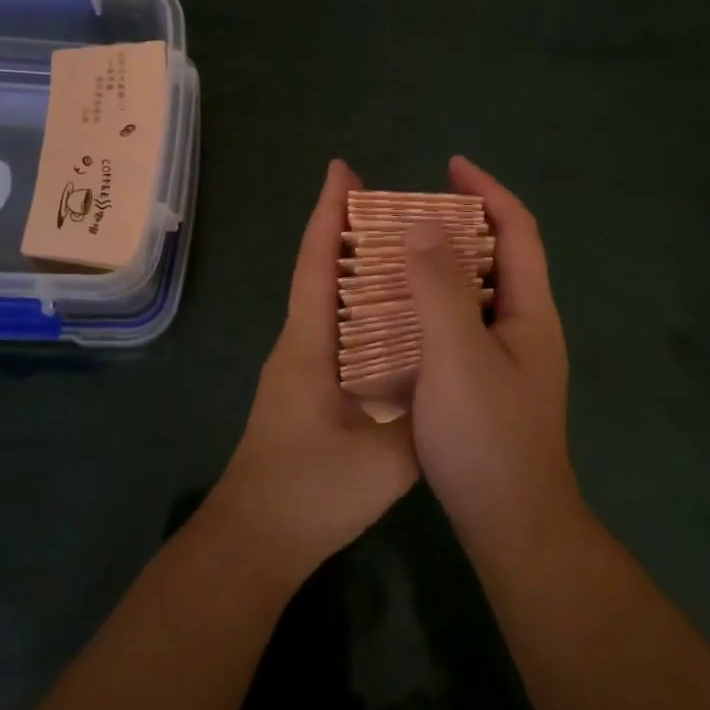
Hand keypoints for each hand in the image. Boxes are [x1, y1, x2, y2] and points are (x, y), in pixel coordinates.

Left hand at [209, 159, 419, 583]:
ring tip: (407, 250)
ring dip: (359, 270)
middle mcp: (301, 345)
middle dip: (349, 231)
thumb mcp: (383, 456)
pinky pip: (340, 333)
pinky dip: (365, 310)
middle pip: (322, 273)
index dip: (327, 214)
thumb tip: (451, 367)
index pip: (316, 264)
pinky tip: (399, 318)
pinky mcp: (310, 392)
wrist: (258, 540)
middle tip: (398, 204)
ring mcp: (302, 369)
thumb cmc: (312, 491)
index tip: (341, 169)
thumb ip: (421, 410)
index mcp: (309, 345)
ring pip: (331, 303)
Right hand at [403, 156, 582, 546]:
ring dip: (445, 266)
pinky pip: (464, 325)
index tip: (450, 165)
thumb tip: (422, 226)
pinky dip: (436, 305)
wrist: (512, 522)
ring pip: (478, 293)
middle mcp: (527, 327)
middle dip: (461, 224)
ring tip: (398, 255)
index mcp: (530, 311)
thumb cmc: (486, 436)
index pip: (517, 231)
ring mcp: (510, 358)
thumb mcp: (458, 355)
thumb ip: (439, 288)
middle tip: (411, 213)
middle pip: (500, 257)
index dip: (487, 191)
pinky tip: (401, 316)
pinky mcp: (490, 384)